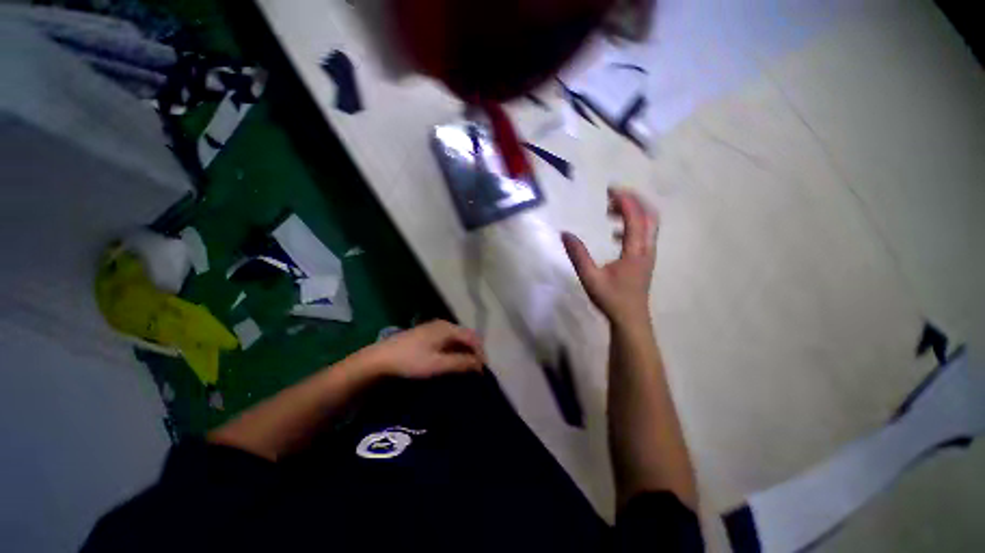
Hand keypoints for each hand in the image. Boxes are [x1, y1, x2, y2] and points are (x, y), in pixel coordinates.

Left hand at [359, 320, 485, 378]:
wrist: (380, 359)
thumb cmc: (411, 361)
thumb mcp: (437, 364)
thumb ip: (460, 363)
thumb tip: (480, 364)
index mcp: (448, 328)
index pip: (472, 337)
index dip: (480, 352)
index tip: (483, 370)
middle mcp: (443, 324)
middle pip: (465, 336)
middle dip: (473, 351)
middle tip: (476, 369)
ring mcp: (434, 328)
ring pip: (456, 338)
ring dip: (464, 351)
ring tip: (466, 367)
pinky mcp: (426, 334)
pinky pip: (448, 340)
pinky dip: (454, 350)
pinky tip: (451, 361)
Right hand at [562, 188, 657, 325]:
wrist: (631, 319)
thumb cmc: (611, 299)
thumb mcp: (590, 277)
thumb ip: (578, 255)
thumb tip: (565, 233)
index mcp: (635, 250)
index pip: (635, 217)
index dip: (624, 200)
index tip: (609, 190)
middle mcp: (647, 248)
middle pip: (649, 215)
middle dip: (632, 201)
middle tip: (612, 196)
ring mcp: (648, 254)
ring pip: (649, 224)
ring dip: (633, 212)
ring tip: (611, 211)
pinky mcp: (645, 260)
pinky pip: (645, 234)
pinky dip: (633, 225)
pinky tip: (615, 233)